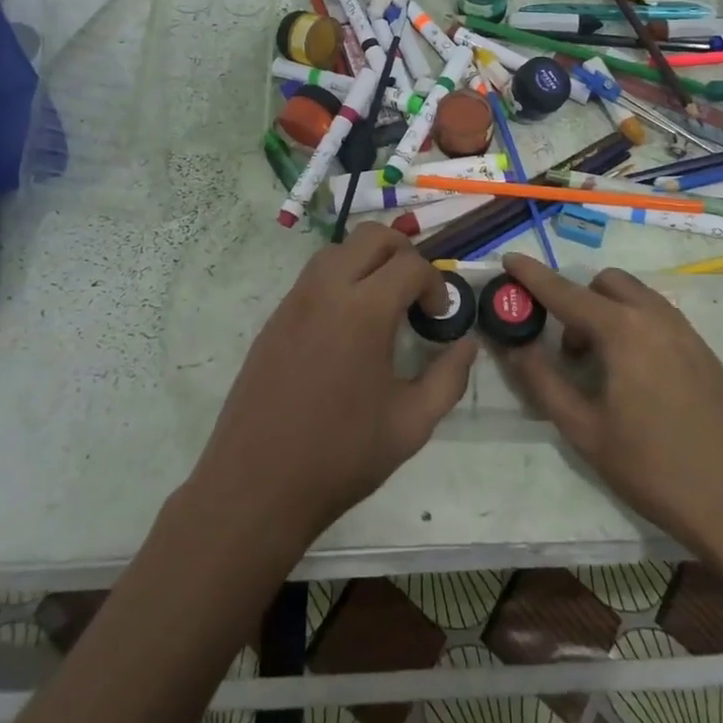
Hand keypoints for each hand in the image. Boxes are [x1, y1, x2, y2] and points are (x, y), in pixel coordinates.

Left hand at [187, 225, 475, 549]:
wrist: (256, 486)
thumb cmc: (340, 456)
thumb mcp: (411, 424)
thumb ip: (448, 378)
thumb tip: (466, 344)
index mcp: (364, 310)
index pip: (411, 264)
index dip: (435, 283)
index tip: (438, 317)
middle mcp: (327, 290)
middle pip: (372, 236)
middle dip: (403, 253)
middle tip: (414, 293)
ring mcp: (295, 300)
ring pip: (338, 248)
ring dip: (368, 261)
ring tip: (381, 304)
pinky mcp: (275, 317)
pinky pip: (314, 275)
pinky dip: (340, 279)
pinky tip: (347, 326)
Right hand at [495, 254, 722, 564]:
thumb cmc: (657, 469)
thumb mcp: (587, 432)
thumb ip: (544, 381)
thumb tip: (514, 345)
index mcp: (623, 330)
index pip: (565, 292)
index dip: (533, 276)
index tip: (509, 260)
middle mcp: (654, 316)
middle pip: (604, 284)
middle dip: (577, 302)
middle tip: (569, 351)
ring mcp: (684, 330)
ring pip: (633, 297)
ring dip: (606, 313)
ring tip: (601, 368)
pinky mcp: (703, 349)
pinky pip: (656, 316)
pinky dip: (633, 325)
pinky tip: (635, 377)